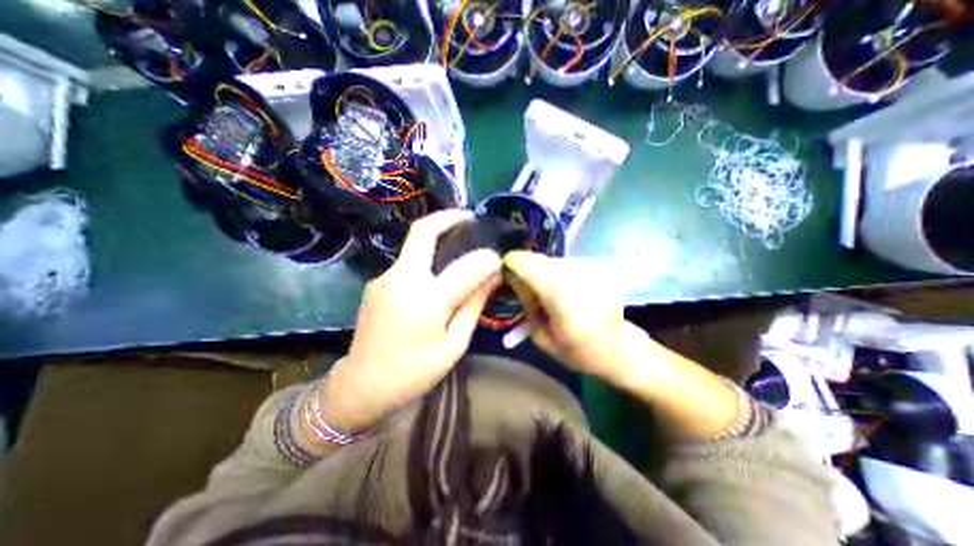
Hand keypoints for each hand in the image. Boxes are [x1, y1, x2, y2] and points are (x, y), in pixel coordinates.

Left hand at [322, 211, 502, 432]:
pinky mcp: (376, 282)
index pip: (466, 266)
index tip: (498, 258)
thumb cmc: (414, 372)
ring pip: (413, 245)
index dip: (487, 258)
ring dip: (436, 237)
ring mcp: (384, 277)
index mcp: (426, 300)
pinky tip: (435, 274)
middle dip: (448, 217)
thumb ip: (473, 306)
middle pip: (423, 230)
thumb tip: (492, 277)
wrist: (361, 385)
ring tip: (458, 245)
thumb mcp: (454, 344)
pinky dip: (424, 259)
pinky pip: (406, 262)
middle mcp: (402, 279)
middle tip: (469, 217)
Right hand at [503, 250, 644, 386]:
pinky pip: (568, 265)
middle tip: (532, 293)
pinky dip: (563, 275)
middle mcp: (575, 271)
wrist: (619, 347)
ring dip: (547, 274)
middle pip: (539, 260)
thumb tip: (514, 280)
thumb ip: (525, 304)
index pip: (525, 262)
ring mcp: (590, 265)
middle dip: (529, 272)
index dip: (512, 265)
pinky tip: (570, 293)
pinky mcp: (598, 266)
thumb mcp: (541, 336)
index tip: (508, 274)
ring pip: (553, 261)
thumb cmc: (578, 349)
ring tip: (553, 295)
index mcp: (558, 291)